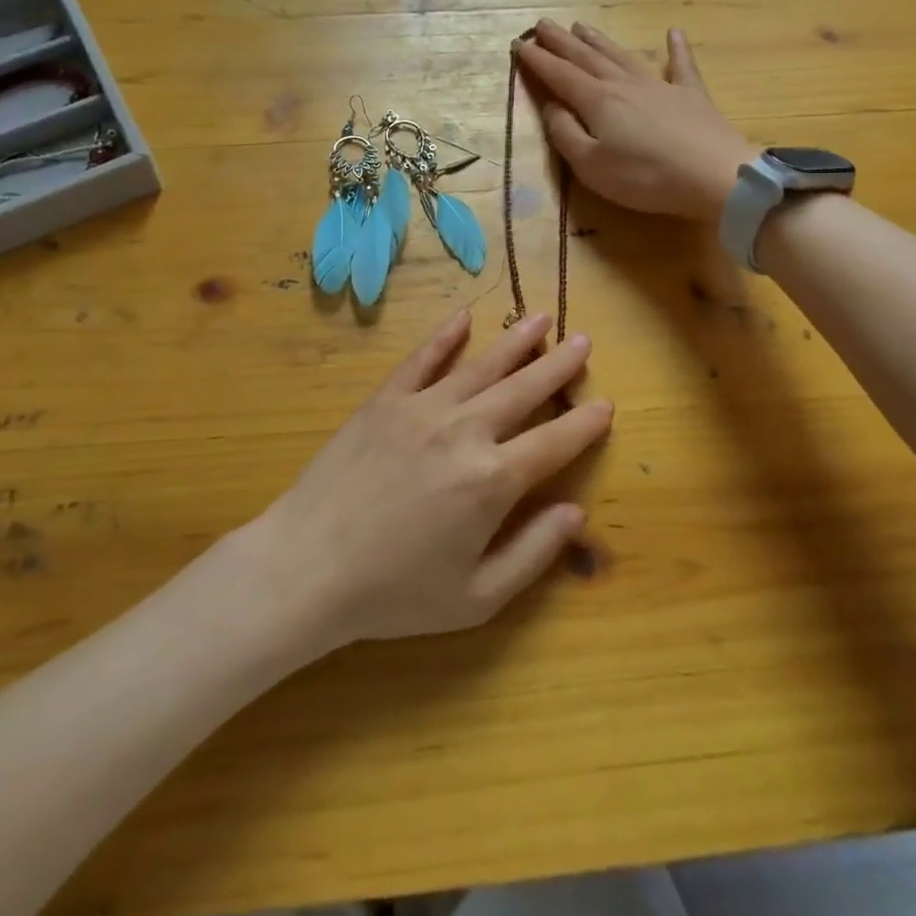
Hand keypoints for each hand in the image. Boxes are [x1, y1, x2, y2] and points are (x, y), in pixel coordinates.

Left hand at [250, 308, 610, 649]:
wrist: (308, 565)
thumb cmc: (395, 592)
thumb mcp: (476, 598)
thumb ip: (533, 554)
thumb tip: (576, 513)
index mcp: (493, 480)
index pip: (554, 442)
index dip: (585, 424)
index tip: (607, 404)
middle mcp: (465, 430)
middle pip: (524, 390)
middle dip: (558, 365)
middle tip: (583, 341)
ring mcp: (422, 408)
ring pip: (481, 365)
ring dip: (515, 340)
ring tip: (542, 318)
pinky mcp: (385, 399)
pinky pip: (423, 358)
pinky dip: (445, 335)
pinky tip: (464, 316)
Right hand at [514, 20, 759, 222]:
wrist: (715, 175)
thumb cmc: (645, 176)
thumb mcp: (591, 165)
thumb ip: (565, 134)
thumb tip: (552, 106)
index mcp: (597, 101)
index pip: (559, 76)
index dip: (537, 60)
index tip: (518, 44)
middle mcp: (624, 84)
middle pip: (587, 58)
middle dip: (561, 42)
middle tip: (542, 24)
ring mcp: (660, 86)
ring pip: (622, 56)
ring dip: (599, 40)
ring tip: (581, 26)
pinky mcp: (691, 96)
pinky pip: (681, 65)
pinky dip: (677, 48)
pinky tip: (674, 32)